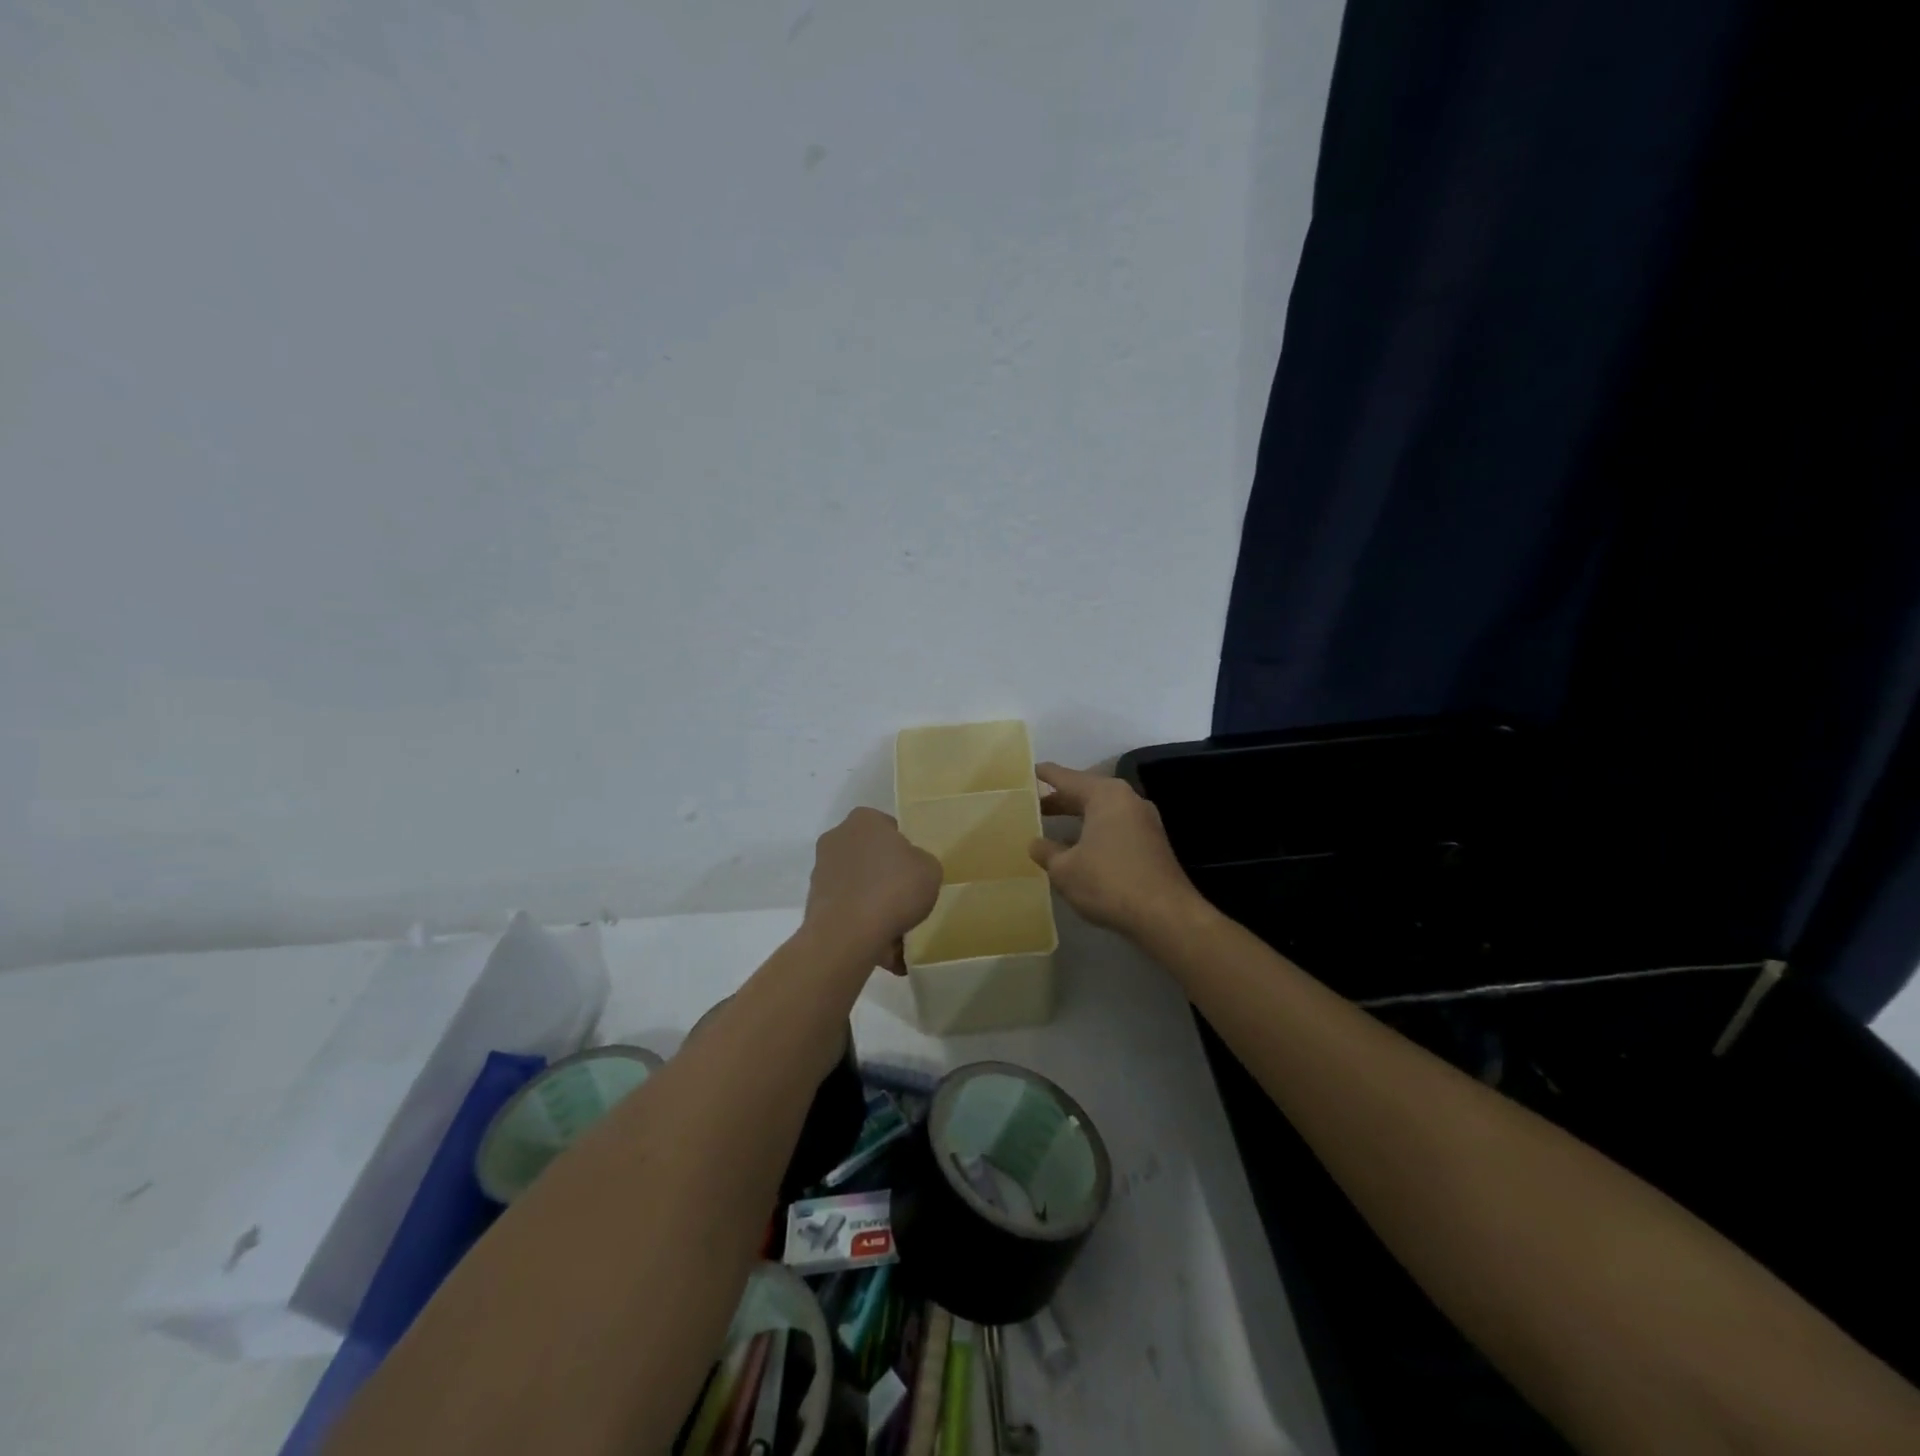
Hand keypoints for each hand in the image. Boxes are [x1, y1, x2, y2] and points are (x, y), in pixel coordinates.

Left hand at [805, 808, 942, 970]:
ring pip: (856, 881)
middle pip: (869, 853)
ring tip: (892, 923)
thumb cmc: (894, 889)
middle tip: (904, 895)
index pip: (889, 828)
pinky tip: (876, 935)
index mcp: (865, 819)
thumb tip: (910, 868)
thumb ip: (921, 861)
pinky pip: (846, 906)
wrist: (848, 935)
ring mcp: (821, 870)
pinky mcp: (813, 901)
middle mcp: (837, 837)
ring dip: (870, 896)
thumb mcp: (930, 869)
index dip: (905, 850)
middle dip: (884, 872)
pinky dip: (859, 917)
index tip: (914, 871)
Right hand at [1028, 763, 1200, 938]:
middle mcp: (1128, 800)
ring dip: (1078, 818)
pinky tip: (1079, 850)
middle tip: (1033, 806)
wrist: (1165, 916)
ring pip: (1102, 811)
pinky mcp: (1152, 843)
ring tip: (1052, 828)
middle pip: (1086, 792)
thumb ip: (1046, 851)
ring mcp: (1144, 821)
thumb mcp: (1065, 869)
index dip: (1044, 775)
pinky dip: (1094, 832)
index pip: (1067, 777)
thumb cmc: (1109, 882)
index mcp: (1105, 795)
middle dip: (1060, 799)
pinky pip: (1115, 827)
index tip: (1028, 771)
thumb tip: (1036, 843)